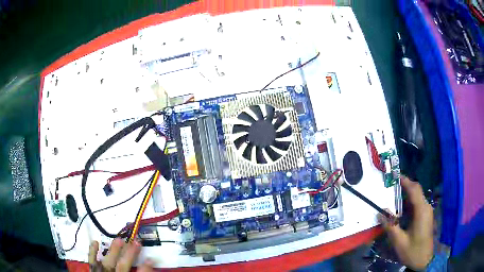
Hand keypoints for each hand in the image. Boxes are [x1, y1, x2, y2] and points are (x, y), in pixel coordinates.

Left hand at [88, 238, 152, 271]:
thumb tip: (147, 266)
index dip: (145, 268)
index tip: (150, 259)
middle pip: (122, 265)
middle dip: (130, 254)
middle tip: (136, 242)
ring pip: (108, 261)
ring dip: (114, 250)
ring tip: (119, 239)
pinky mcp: (93, 270)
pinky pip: (92, 260)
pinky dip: (92, 251)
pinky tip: (95, 242)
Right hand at [379, 176, 433, 270]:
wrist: (424, 260)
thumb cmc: (413, 251)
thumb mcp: (399, 242)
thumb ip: (391, 227)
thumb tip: (380, 214)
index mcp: (421, 211)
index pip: (414, 190)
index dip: (405, 181)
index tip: (394, 176)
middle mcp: (426, 207)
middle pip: (416, 190)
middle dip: (405, 186)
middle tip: (391, 187)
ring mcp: (427, 211)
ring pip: (417, 197)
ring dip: (406, 195)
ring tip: (393, 197)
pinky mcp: (426, 216)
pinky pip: (417, 204)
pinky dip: (408, 202)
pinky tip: (400, 210)